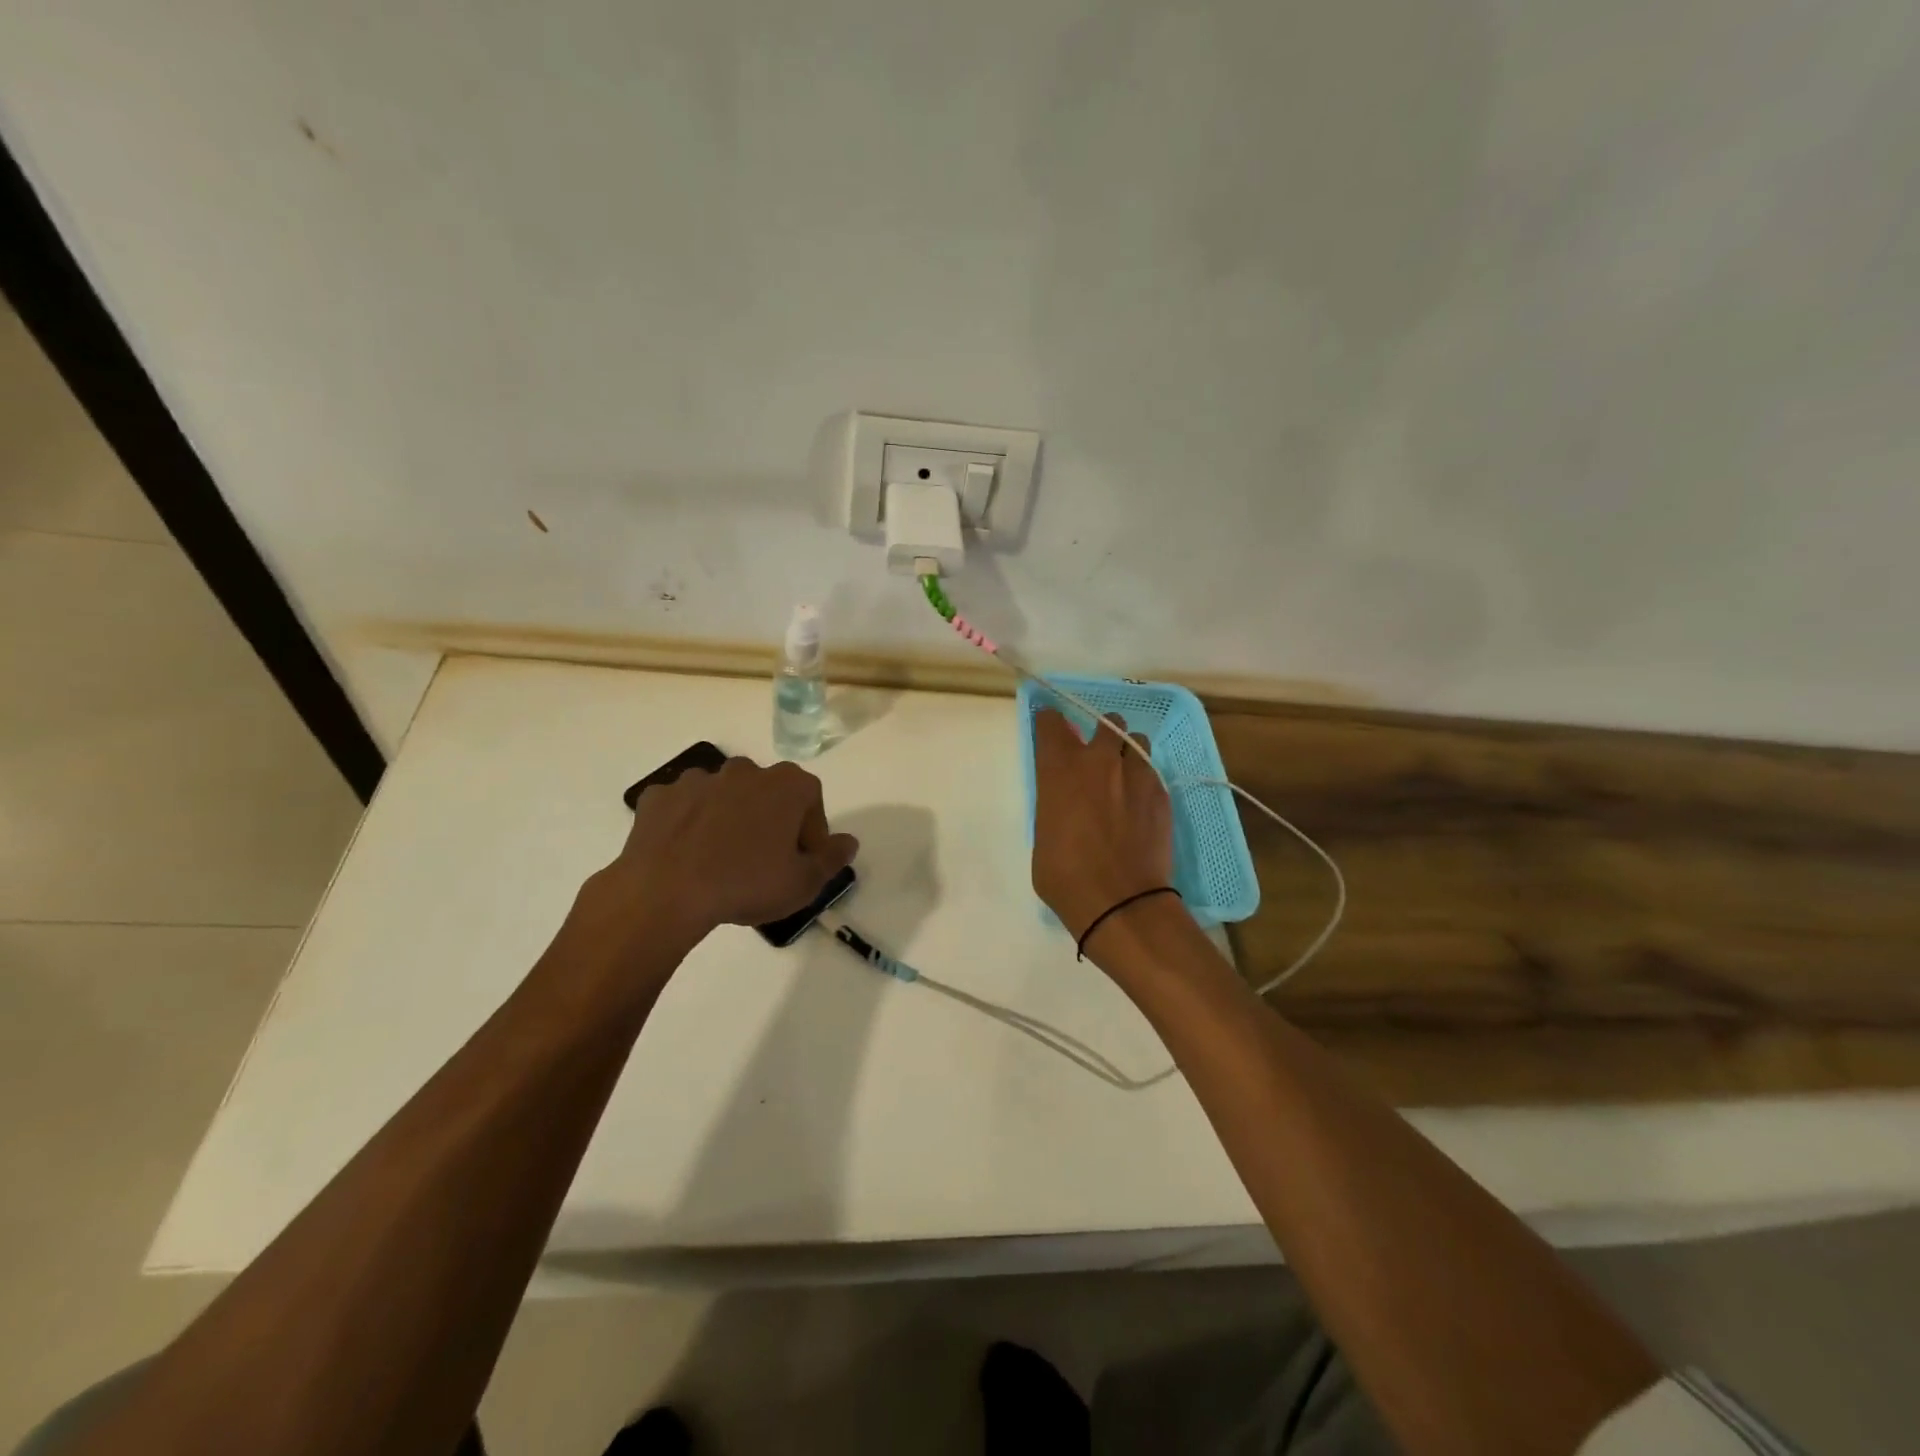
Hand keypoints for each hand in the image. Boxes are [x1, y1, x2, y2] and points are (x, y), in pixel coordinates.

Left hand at [563, 757, 859, 980]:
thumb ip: (832, 859)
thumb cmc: (747, 884)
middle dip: (771, 821)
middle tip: (764, 862)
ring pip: (725, 796)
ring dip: (729, 819)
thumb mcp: (804, 883)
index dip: (810, 834)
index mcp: (787, 784)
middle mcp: (745, 770)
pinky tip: (686, 856)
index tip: (801, 862)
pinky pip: (684, 807)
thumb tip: (849, 841)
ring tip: (722, 861)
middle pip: (768, 793)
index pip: (812, 801)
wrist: (665, 892)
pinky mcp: (660, 796)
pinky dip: (689, 824)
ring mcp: (699, 779)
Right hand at [1031, 708, 1175, 952]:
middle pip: (1106, 721)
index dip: (1049, 721)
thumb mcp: (1043, 835)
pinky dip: (1143, 779)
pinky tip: (1138, 804)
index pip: (1051, 723)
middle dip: (1100, 732)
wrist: (1121, 902)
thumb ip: (1054, 805)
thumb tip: (1064, 801)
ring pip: (1136, 741)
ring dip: (1127, 751)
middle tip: (1095, 755)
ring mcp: (1136, 774)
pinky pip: (1152, 772)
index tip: (1049, 727)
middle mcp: (1100, 761)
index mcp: (1061, 769)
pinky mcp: (1161, 793)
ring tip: (1123, 776)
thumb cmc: (1066, 876)